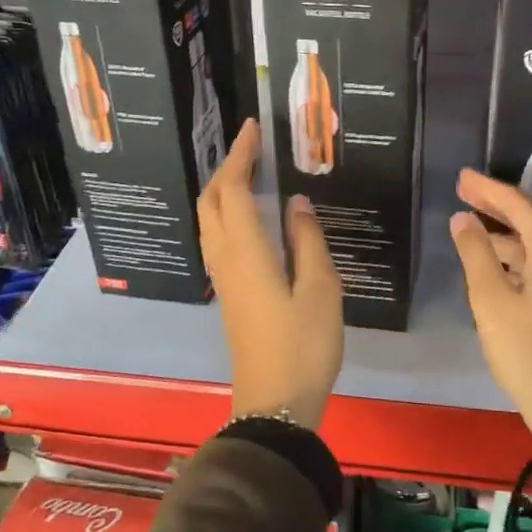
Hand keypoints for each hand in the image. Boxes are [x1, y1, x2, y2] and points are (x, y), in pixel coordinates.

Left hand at [198, 120, 343, 430]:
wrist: (275, 403)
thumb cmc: (304, 345)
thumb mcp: (321, 289)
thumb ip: (307, 240)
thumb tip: (297, 202)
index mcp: (246, 252)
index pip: (235, 190)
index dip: (241, 156)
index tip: (253, 128)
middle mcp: (226, 259)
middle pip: (212, 202)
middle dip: (227, 168)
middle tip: (252, 147)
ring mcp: (223, 278)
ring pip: (211, 221)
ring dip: (224, 190)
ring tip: (251, 172)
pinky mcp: (229, 293)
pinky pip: (219, 238)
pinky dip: (229, 213)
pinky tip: (252, 216)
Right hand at [448, 169, 531, 447]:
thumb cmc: (529, 351)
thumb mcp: (491, 300)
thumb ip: (475, 253)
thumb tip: (462, 219)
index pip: (517, 203)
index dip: (486, 188)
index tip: (460, 176)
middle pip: (531, 219)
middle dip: (495, 206)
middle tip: (462, 192)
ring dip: (505, 234)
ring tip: (471, 229)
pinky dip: (518, 257)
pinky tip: (495, 264)